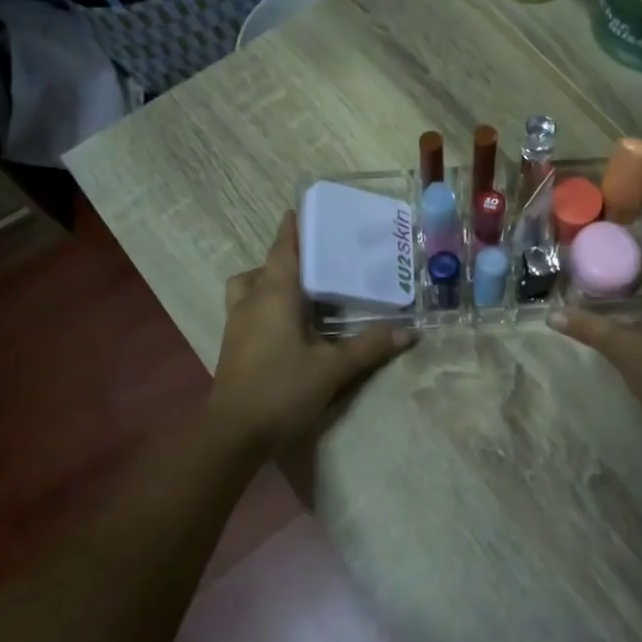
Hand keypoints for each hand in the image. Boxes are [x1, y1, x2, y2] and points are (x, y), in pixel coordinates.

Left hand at [205, 210, 414, 455]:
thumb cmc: (283, 389)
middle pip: (265, 266)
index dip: (291, 228)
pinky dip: (263, 302)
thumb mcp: (333, 368)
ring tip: (298, 290)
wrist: (234, 433)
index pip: (283, 249)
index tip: (298, 208)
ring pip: (249, 286)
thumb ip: (370, 347)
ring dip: (268, 279)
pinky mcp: (232, 343)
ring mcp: (236, 322)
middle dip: (286, 255)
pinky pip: (247, 307)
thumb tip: (409, 332)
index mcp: (275, 295)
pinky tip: (286, 323)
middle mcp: (252, 300)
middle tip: (316, 257)